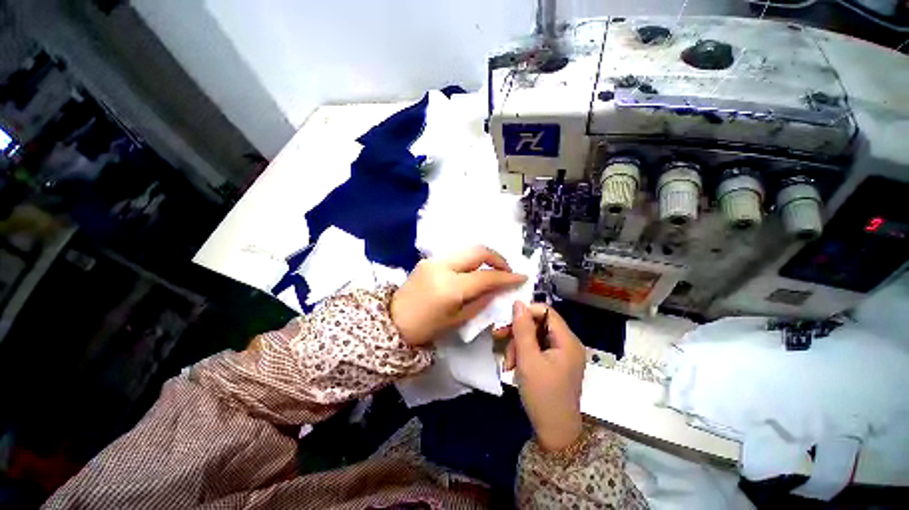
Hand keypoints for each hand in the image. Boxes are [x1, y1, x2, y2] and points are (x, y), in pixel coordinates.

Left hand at [390, 246, 525, 346]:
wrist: (393, 321)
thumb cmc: (426, 327)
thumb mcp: (458, 319)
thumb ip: (481, 301)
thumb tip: (498, 288)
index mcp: (450, 287)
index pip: (486, 277)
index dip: (507, 277)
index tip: (522, 277)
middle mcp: (443, 266)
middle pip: (478, 251)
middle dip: (497, 258)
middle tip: (506, 271)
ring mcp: (434, 260)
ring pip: (467, 250)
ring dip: (484, 258)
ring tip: (492, 271)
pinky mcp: (428, 259)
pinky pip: (456, 255)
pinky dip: (470, 260)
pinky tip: (473, 271)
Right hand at [505, 302, 585, 451]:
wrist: (555, 434)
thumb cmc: (543, 395)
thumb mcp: (528, 359)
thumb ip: (522, 329)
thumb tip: (518, 303)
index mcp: (567, 341)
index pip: (546, 311)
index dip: (526, 312)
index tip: (507, 322)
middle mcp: (567, 344)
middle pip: (539, 324)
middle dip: (518, 333)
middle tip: (499, 339)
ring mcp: (562, 355)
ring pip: (535, 337)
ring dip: (518, 346)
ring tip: (508, 364)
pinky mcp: (555, 364)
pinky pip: (537, 350)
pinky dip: (524, 355)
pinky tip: (514, 367)